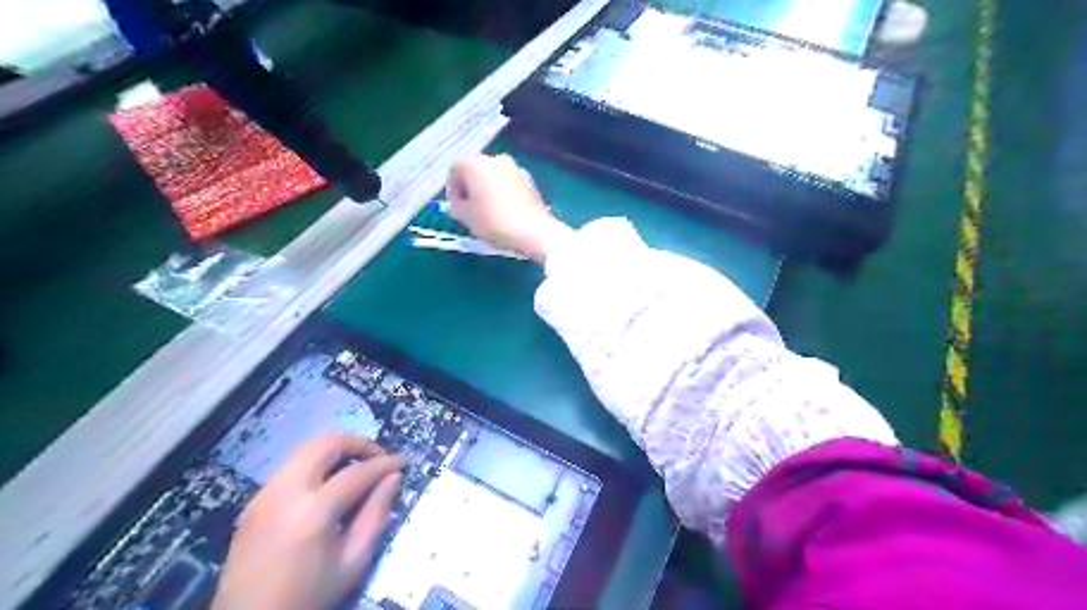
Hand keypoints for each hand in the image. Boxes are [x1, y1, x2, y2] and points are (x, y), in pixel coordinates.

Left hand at [210, 434, 404, 609]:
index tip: (404, 462)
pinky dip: (316, 464)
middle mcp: (285, 492)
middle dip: (358, 444)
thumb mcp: (353, 562)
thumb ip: (376, 514)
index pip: (358, 472)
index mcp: (312, 512)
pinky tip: (329, 485)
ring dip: (336, 451)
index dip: (386, 464)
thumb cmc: (308, 596)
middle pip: (326, 444)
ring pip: (305, 449)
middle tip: (378, 458)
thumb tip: (393, 478)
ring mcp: (264, 494)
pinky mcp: (254, 501)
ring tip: (357, 469)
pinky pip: (291, 467)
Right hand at [445, 153, 576, 260]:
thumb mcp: (466, 217)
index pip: (455, 171)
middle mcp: (495, 159)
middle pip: (475, 170)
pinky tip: (504, 210)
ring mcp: (514, 167)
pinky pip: (508, 183)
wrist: (533, 231)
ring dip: (487, 189)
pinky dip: (503, 192)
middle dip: (470, 187)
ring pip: (493, 176)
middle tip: (469, 208)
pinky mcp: (529, 179)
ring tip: (487, 210)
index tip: (455, 207)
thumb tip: (459, 202)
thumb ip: (455, 206)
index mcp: (475, 164)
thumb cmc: (493, 222)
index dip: (452, 189)